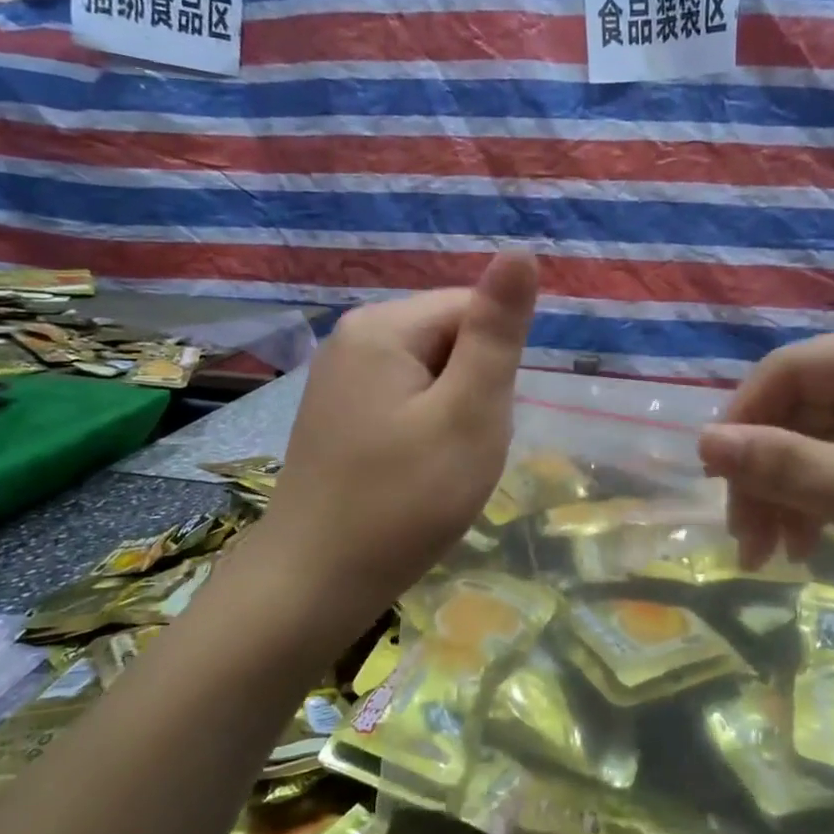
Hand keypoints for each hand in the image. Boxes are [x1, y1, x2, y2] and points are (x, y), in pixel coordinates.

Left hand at [260, 252, 538, 617]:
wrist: (315, 582)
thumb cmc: (403, 499)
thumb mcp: (469, 413)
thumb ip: (496, 333)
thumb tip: (519, 252)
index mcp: (382, 325)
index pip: (471, 309)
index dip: (495, 366)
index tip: (485, 422)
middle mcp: (353, 337)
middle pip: (449, 340)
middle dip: (473, 391)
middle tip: (464, 452)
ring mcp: (339, 378)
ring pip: (431, 376)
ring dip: (452, 415)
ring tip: (440, 467)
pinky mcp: (337, 414)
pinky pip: (404, 403)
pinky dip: (425, 432)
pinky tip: (415, 473)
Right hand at [697, 323, 833, 632]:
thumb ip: (787, 467)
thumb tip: (703, 442)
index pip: (785, 373)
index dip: (739, 423)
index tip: (713, 483)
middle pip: (799, 411)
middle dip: (765, 474)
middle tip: (747, 541)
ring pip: (820, 442)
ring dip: (789, 494)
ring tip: (775, 555)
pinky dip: (825, 501)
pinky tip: (813, 543)